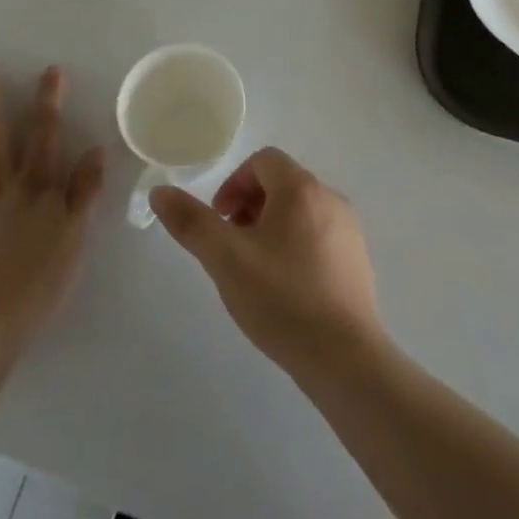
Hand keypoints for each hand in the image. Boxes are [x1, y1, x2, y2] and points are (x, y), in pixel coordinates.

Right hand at [150, 147, 382, 379]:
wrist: (344, 358)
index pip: (263, 160)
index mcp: (300, 188)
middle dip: (250, 205)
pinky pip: (320, 235)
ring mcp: (349, 229)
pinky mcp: (358, 259)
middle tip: (232, 245)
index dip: (234, 183)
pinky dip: (296, 245)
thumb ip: (191, 222)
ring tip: (255, 268)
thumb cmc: (281, 299)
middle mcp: (330, 197)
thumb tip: (159, 192)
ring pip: (301, 210)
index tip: (220, 219)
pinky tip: (286, 288)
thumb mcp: (225, 260)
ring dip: (272, 226)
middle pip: (282, 183)